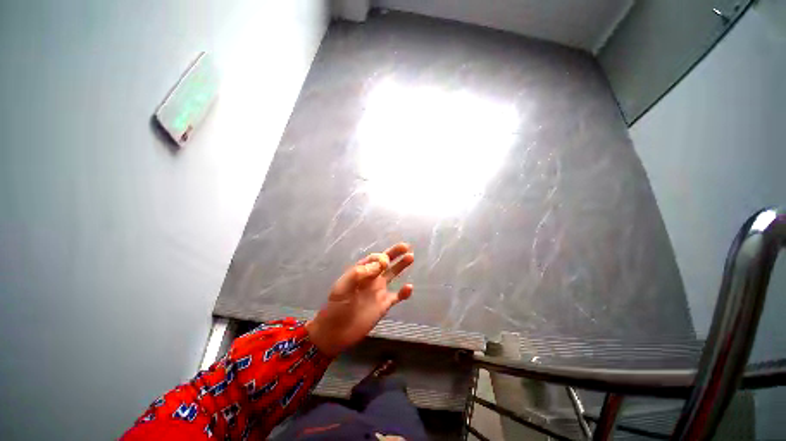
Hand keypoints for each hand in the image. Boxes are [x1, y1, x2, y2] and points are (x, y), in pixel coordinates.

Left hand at [306, 243, 414, 355]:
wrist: (335, 333)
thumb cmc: (336, 307)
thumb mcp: (342, 287)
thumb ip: (359, 273)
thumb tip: (380, 264)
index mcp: (361, 272)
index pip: (374, 259)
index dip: (381, 258)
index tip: (385, 262)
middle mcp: (371, 279)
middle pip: (385, 263)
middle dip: (395, 253)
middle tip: (406, 246)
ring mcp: (379, 291)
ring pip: (393, 275)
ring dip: (401, 266)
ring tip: (411, 257)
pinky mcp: (384, 305)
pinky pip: (397, 296)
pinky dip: (404, 292)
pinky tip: (409, 287)